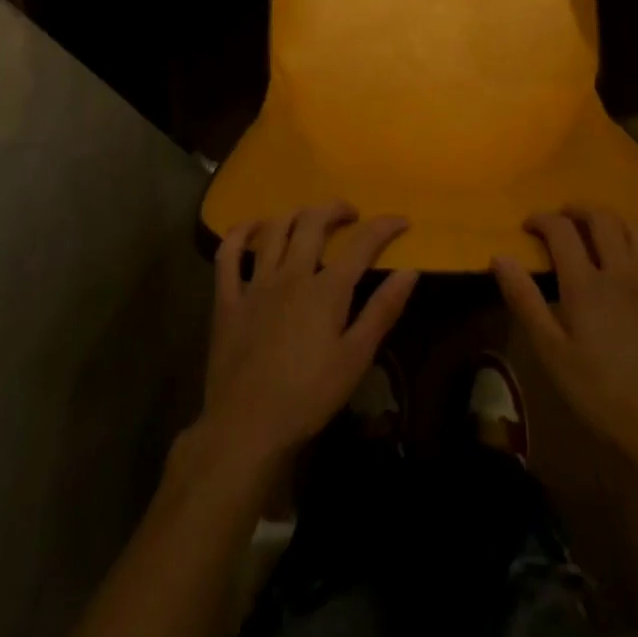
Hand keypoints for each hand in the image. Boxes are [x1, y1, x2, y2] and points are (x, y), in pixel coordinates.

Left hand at [200, 204, 417, 469]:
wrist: (247, 427)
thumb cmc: (308, 396)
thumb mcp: (356, 358)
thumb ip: (382, 311)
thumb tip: (410, 271)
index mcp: (326, 290)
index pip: (362, 244)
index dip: (384, 226)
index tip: (401, 220)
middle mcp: (291, 275)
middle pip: (313, 223)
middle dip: (336, 209)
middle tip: (350, 214)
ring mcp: (256, 283)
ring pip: (275, 229)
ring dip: (296, 214)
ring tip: (309, 218)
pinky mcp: (228, 298)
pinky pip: (228, 254)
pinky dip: (240, 232)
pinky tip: (253, 227)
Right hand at [494, 208, 637, 471]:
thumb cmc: (599, 393)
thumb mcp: (551, 352)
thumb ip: (525, 301)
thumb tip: (499, 257)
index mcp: (586, 284)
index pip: (562, 231)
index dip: (542, 219)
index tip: (527, 226)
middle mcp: (621, 272)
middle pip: (602, 219)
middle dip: (577, 211)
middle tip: (560, 220)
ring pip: (635, 229)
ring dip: (613, 220)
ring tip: (596, 228)